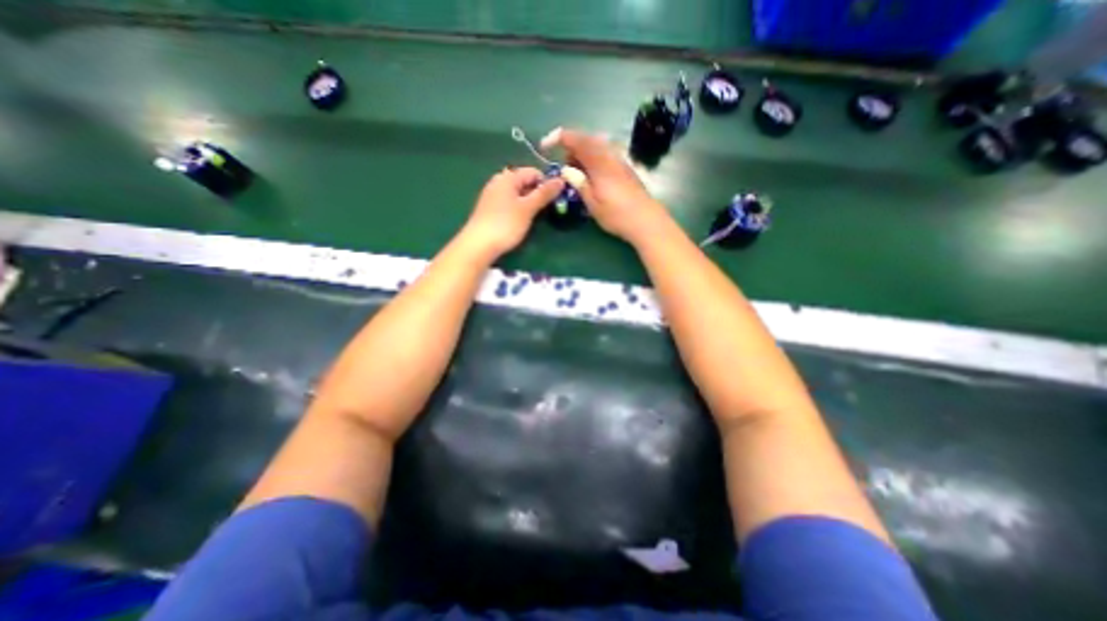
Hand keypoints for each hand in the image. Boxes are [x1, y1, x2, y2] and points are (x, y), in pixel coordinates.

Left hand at [460, 164, 562, 256]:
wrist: (478, 245)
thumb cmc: (505, 224)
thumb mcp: (528, 208)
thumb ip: (544, 193)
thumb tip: (561, 179)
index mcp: (507, 177)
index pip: (533, 172)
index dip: (546, 183)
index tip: (555, 198)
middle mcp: (498, 182)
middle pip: (524, 182)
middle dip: (538, 193)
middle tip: (547, 209)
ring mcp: (492, 196)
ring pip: (517, 194)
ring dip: (529, 202)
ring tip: (535, 217)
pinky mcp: (489, 209)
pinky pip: (509, 203)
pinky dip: (518, 209)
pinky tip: (520, 221)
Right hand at [542, 125, 669, 243]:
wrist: (646, 220)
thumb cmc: (617, 215)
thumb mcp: (592, 203)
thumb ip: (579, 182)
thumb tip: (565, 169)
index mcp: (599, 162)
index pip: (576, 139)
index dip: (558, 137)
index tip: (545, 146)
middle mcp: (610, 155)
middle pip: (587, 140)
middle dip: (570, 148)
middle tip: (564, 168)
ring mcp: (620, 161)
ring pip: (596, 146)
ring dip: (582, 154)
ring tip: (576, 173)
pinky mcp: (625, 168)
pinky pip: (604, 154)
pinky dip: (592, 159)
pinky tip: (591, 176)